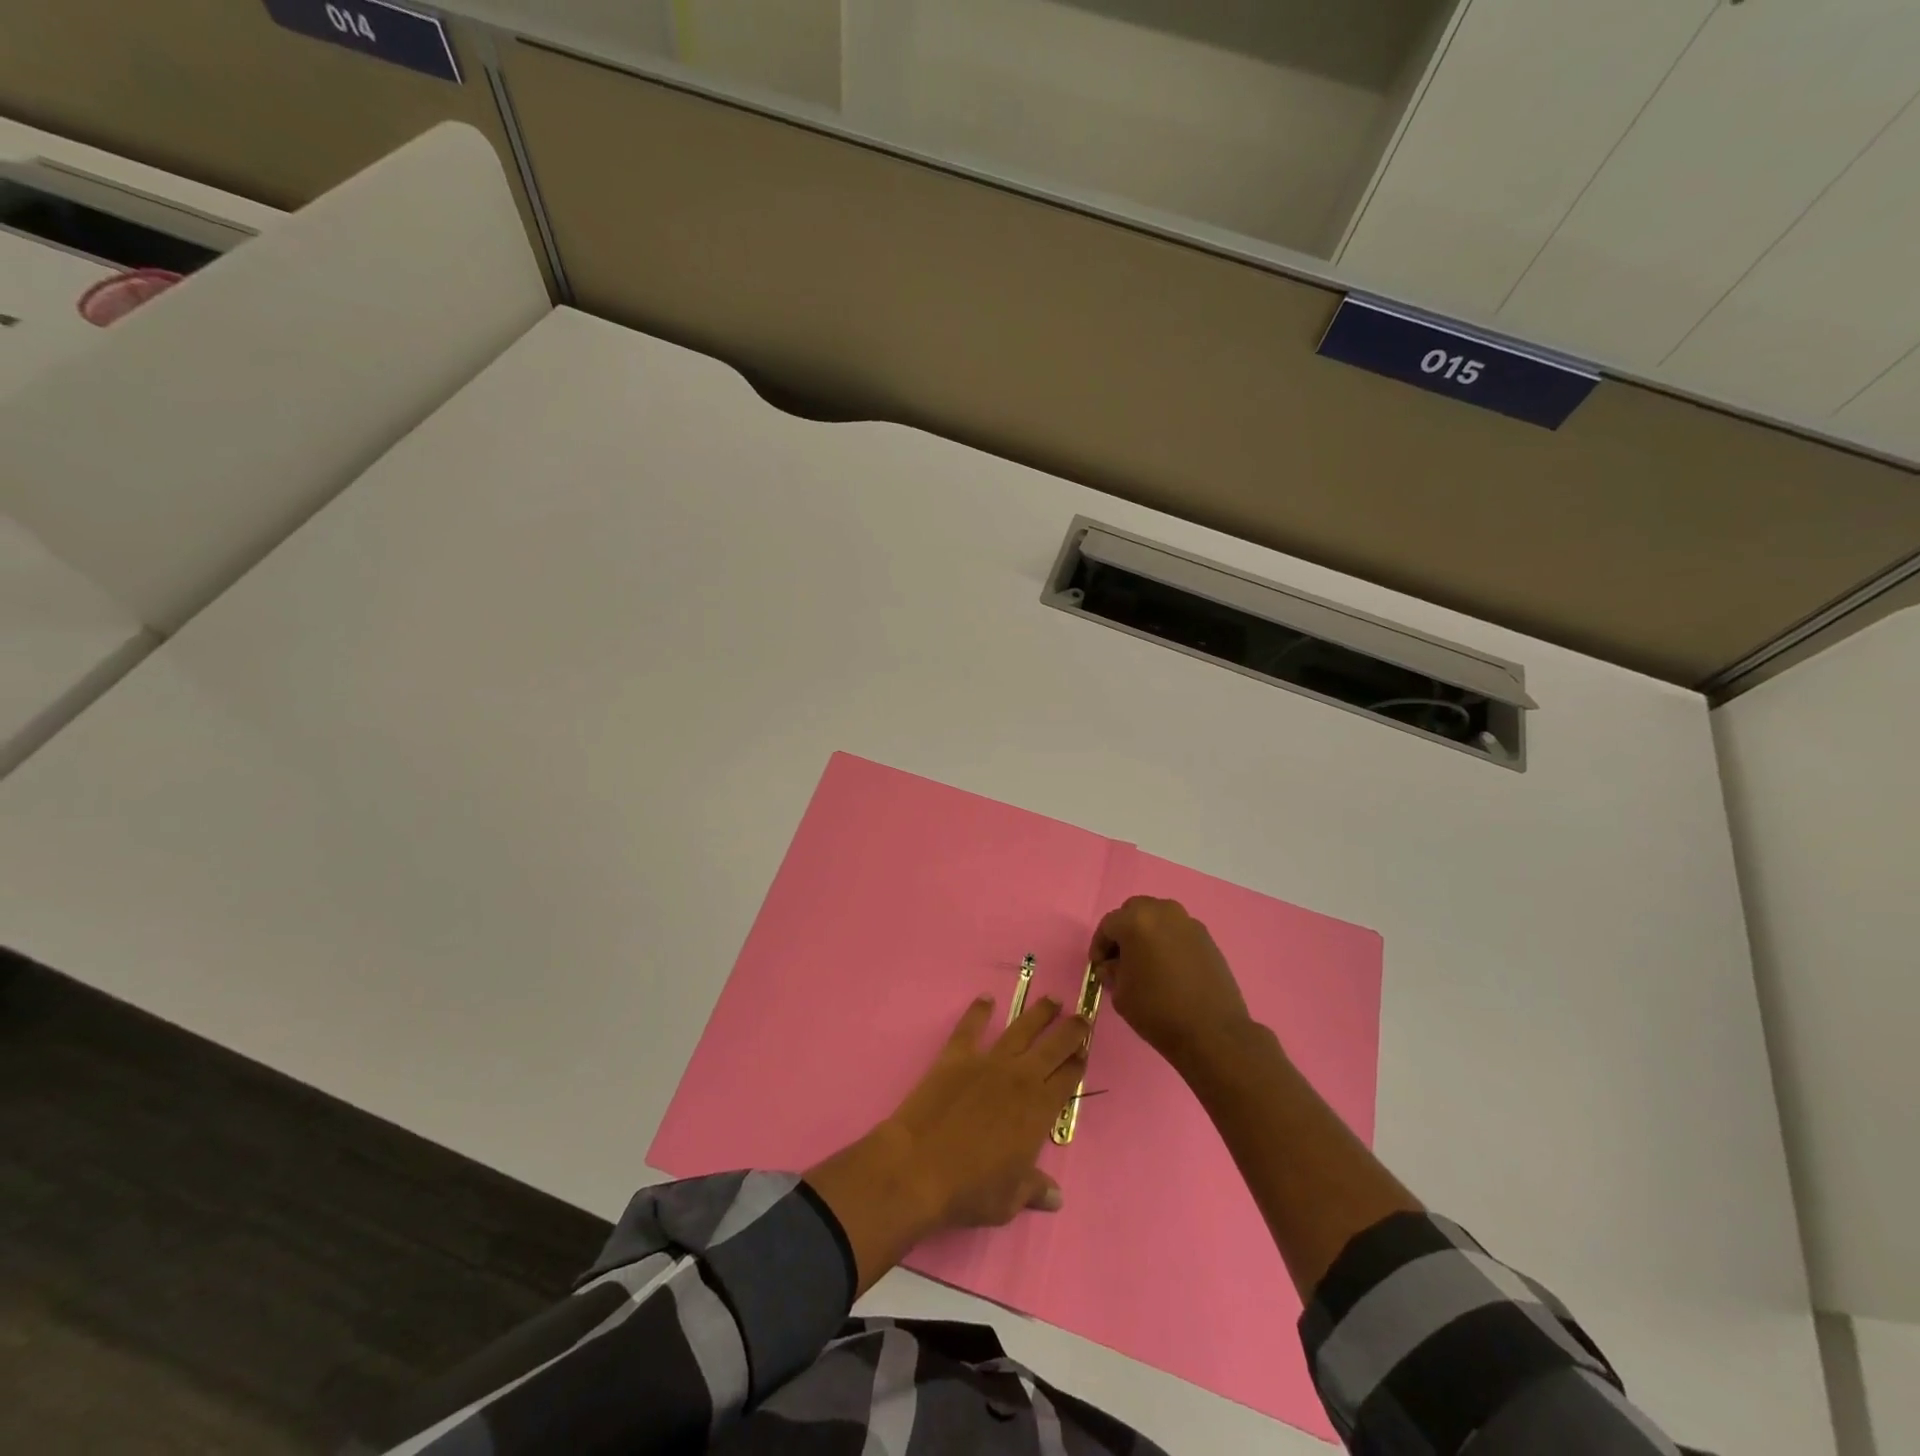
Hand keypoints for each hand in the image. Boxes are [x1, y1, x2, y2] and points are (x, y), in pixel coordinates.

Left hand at [888, 994, 1088, 1226]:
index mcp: (1038, 1111)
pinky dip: (979, 1011)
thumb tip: (1055, 1197)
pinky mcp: (956, 1056)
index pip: (1067, 1080)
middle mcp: (1019, 1078)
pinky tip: (986, 998)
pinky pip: (970, 1027)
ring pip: (1020, 1030)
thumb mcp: (1009, 1199)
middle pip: (1053, 1047)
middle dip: (1071, 1030)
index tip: (1085, 1051)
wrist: (919, 1167)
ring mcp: (987, 1062)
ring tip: (1052, 999)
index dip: (1078, 1064)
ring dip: (1038, 1013)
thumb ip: (1034, 1190)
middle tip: (1082, 1017)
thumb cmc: (970, 1189)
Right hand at [1090, 896, 1252, 1074]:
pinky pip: (1179, 931)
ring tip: (1146, 961)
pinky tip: (1168, 967)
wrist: (1212, 1032)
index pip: (1108, 925)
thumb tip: (1113, 965)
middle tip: (1121, 958)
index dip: (1099, 945)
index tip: (1099, 965)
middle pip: (1135, 911)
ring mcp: (1189, 923)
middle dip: (1124, 931)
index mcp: (1136, 921)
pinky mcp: (1208, 938)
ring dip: (1147, 933)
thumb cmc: (1158, 1011)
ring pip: (1159, 917)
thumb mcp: (1121, 994)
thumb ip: (1111, 972)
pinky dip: (1168, 941)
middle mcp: (1163, 912)